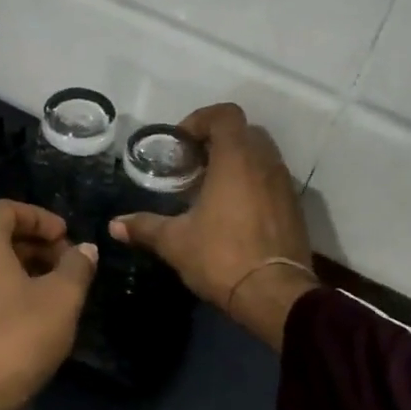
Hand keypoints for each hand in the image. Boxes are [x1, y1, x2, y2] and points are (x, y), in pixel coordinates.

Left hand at [0, 200, 97, 409]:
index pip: (6, 208)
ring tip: (55, 292)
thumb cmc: (16, 338)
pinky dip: (5, 292)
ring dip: (22, 270)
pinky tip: (31, 318)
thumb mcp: (62, 299)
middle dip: (35, 245)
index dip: (41, 217)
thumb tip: (86, 250)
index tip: (67, 237)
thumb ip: (77, 267)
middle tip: (68, 265)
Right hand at [109, 104, 318, 348]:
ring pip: (262, 157)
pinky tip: (234, 213)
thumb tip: (115, 225)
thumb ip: (145, 227)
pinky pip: (272, 181)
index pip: (225, 114)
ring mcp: (284, 185)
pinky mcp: (295, 208)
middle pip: (245, 132)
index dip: (201, 119)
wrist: (274, 295)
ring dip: (238, 163)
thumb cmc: (221, 257)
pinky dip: (253, 184)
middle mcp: (265, 163)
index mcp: (236, 159)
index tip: (181, 143)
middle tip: (193, 165)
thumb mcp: (175, 242)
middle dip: (218, 141)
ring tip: (211, 190)